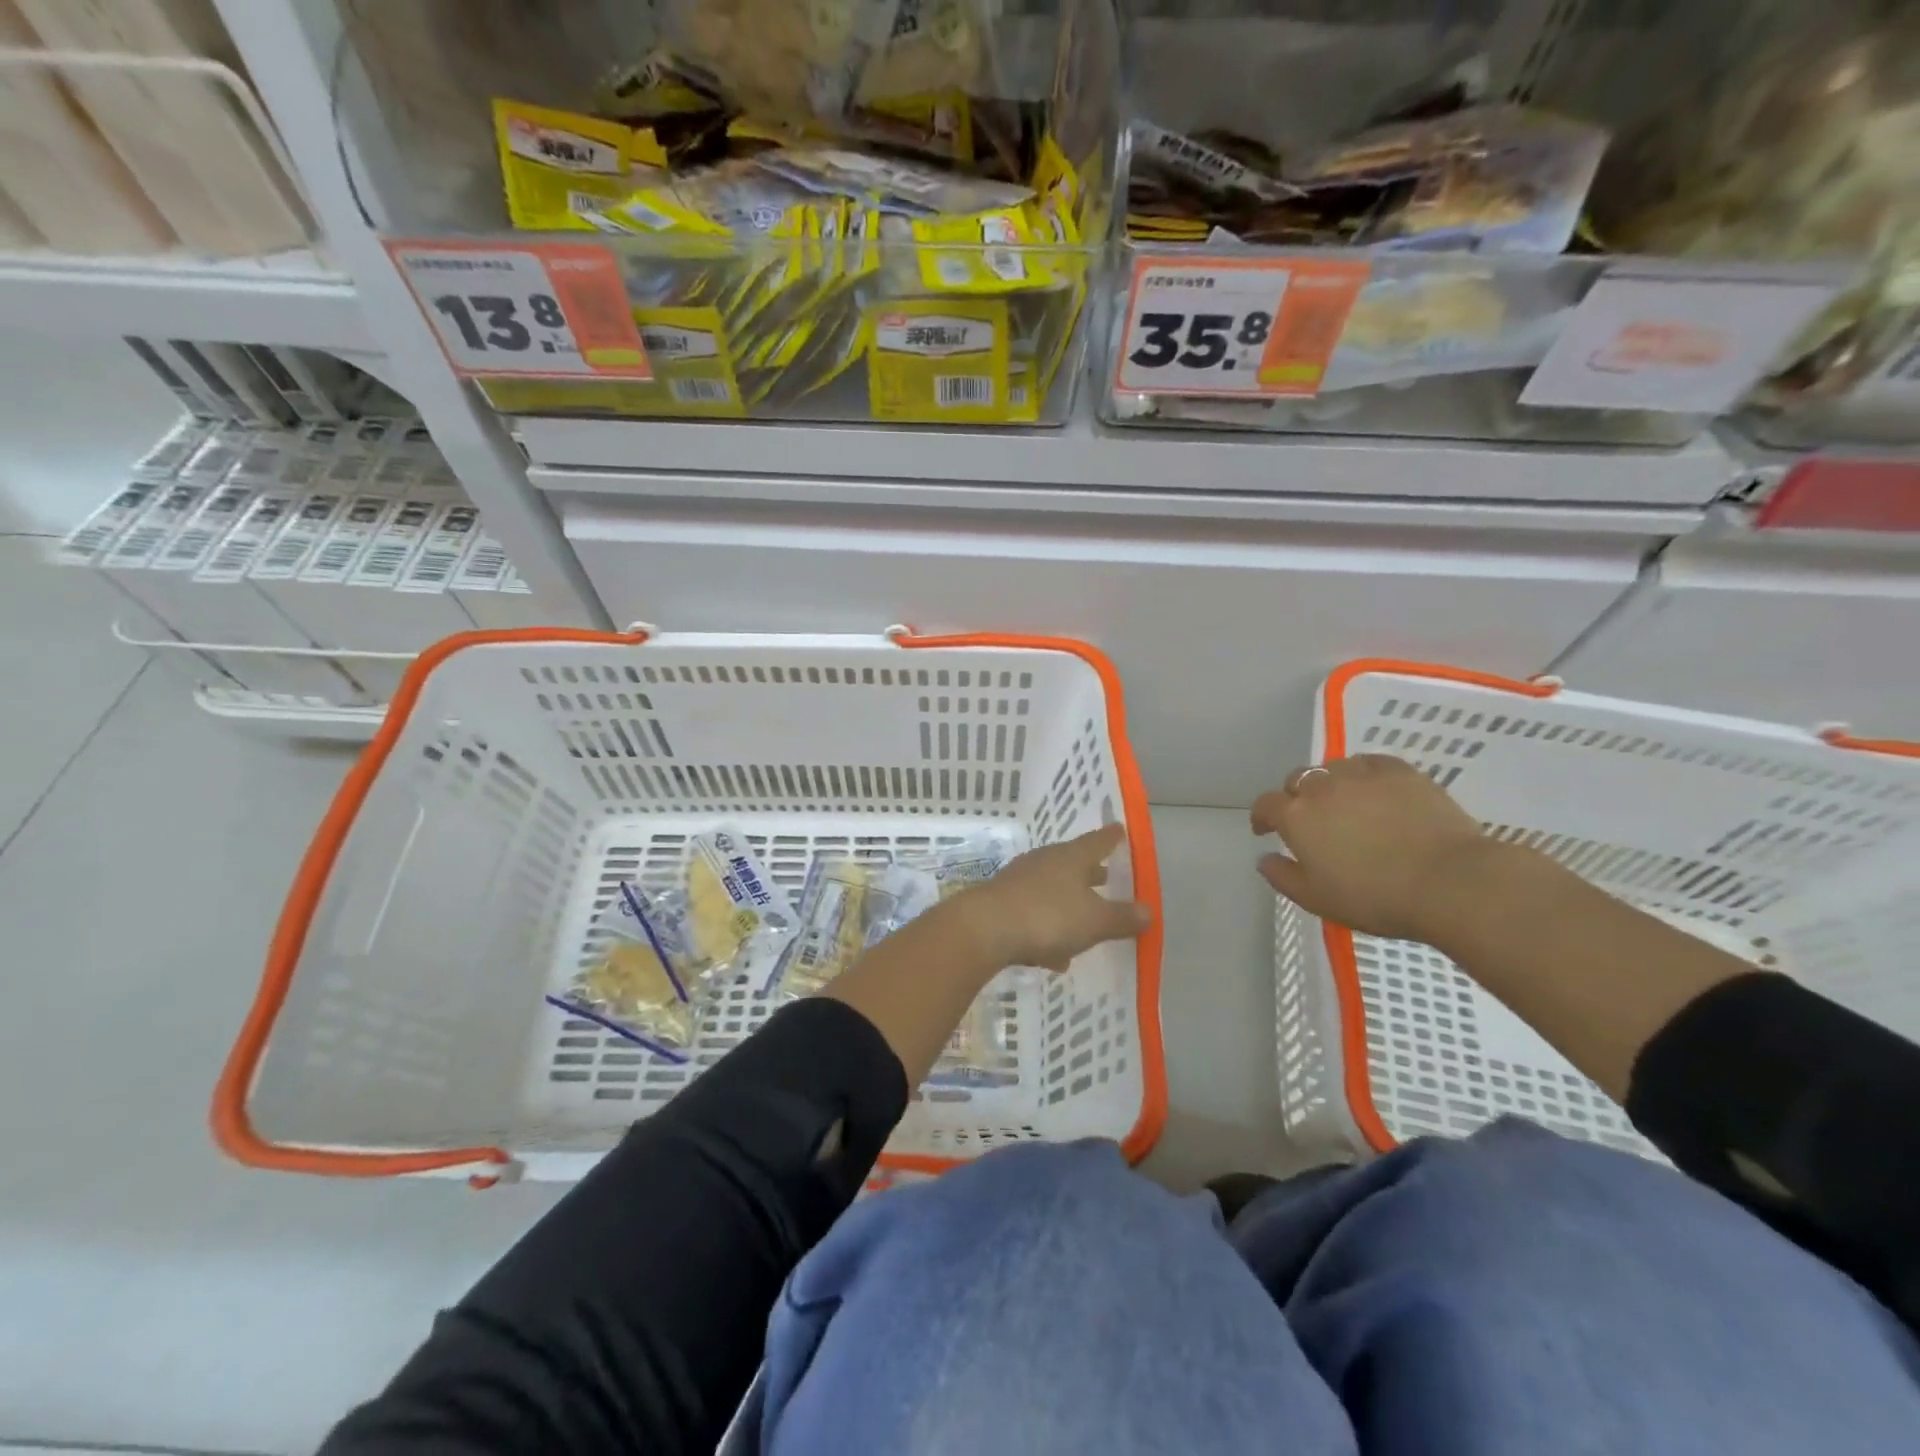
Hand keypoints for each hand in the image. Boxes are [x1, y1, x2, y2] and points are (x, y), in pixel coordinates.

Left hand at [956, 824, 1151, 970]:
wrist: (984, 929)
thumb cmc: (1048, 916)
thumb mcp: (1094, 921)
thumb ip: (1122, 918)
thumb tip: (1149, 911)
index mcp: (1071, 858)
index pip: (1098, 841)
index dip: (1111, 838)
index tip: (1120, 830)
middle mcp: (1045, 862)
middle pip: (1073, 864)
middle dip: (1090, 873)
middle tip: (1105, 875)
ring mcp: (1020, 881)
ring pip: (1052, 890)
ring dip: (1067, 905)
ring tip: (1083, 927)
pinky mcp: (1002, 903)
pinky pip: (1034, 914)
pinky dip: (1047, 930)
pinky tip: (1052, 956)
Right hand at [1251, 755, 1490, 941]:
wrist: (1449, 881)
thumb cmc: (1374, 897)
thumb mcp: (1316, 900)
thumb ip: (1282, 877)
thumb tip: (1264, 858)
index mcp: (1296, 816)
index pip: (1266, 805)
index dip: (1262, 816)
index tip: (1266, 830)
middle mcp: (1322, 786)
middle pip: (1297, 779)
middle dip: (1295, 796)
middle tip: (1308, 819)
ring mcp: (1362, 775)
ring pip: (1333, 768)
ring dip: (1330, 782)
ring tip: (1343, 802)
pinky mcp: (1400, 771)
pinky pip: (1370, 763)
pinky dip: (1364, 773)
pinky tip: (1374, 789)